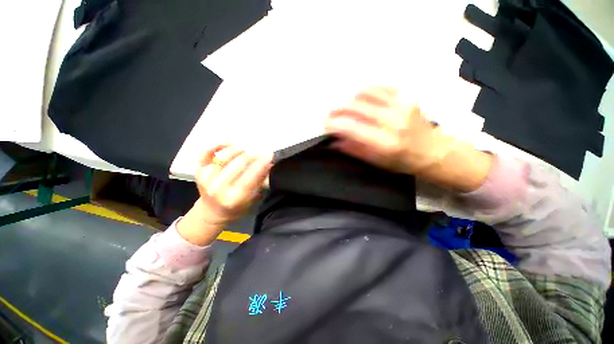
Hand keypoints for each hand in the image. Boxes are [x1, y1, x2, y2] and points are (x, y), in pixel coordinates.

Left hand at [177, 145, 271, 245]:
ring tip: (248, 149)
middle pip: (239, 163)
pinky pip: (205, 152)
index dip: (262, 163)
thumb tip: (268, 164)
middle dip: (253, 154)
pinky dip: (217, 144)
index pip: (251, 176)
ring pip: (224, 156)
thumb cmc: (237, 208)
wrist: (212, 212)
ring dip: (239, 149)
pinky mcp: (198, 170)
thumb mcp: (253, 200)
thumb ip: (260, 182)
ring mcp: (206, 178)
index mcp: (235, 198)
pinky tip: (229, 142)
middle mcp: (219, 188)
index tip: (270, 155)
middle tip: (261, 151)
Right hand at [325, 87, 492, 191]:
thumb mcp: (376, 162)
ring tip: (344, 108)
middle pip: (355, 106)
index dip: (334, 124)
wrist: (433, 151)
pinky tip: (360, 100)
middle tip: (330, 116)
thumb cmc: (402, 162)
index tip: (325, 125)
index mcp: (385, 143)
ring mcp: (401, 105)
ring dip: (349, 100)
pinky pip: (380, 87)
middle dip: (337, 110)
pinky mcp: (407, 96)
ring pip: (365, 93)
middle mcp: (392, 121)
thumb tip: (334, 141)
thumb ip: (353, 150)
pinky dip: (365, 92)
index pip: (351, 127)